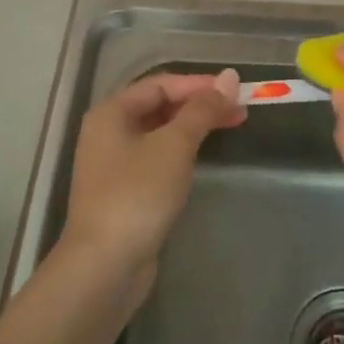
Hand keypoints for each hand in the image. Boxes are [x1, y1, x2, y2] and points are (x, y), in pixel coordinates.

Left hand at [61, 69, 244, 300]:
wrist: (104, 265)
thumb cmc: (138, 195)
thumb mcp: (175, 146)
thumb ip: (202, 110)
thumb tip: (229, 77)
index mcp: (111, 113)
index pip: (160, 85)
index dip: (199, 84)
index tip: (235, 91)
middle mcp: (108, 132)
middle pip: (159, 106)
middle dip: (199, 105)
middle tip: (239, 111)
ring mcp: (114, 164)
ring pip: (159, 133)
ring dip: (193, 128)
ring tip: (229, 128)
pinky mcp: (124, 191)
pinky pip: (156, 157)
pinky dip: (181, 151)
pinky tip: (202, 157)